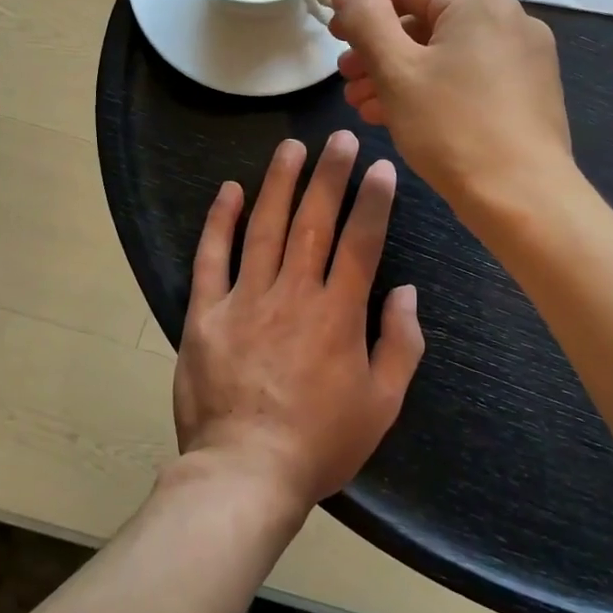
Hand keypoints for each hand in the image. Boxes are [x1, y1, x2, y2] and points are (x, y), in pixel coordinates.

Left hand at [173, 131, 424, 511]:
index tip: (381, 166)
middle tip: (340, 137)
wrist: (244, 474)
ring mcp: (245, 299)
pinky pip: (212, 258)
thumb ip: (401, 344)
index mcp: (338, 314)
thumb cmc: (320, 443)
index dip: (373, 200)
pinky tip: (230, 190)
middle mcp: (293, 294)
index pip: (361, 241)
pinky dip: (220, 221)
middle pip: (314, 221)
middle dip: (330, 174)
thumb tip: (407, 292)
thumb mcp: (382, 405)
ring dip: (280, 182)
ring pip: (265, 227)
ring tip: (292, 146)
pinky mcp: (206, 314)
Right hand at [329, 0, 574, 213]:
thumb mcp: (397, 71)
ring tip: (364, 104)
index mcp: (479, 2)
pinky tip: (401, 117)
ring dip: (401, 72)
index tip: (335, 36)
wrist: (524, 199)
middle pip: (429, 19)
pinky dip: (433, 87)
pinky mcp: (529, 91)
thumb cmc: (453, 128)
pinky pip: (471, 75)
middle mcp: (509, 18)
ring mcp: (525, 56)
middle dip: (380, 47)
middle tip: (346, 77)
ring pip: (448, 51)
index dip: (364, 5)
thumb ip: (366, 20)